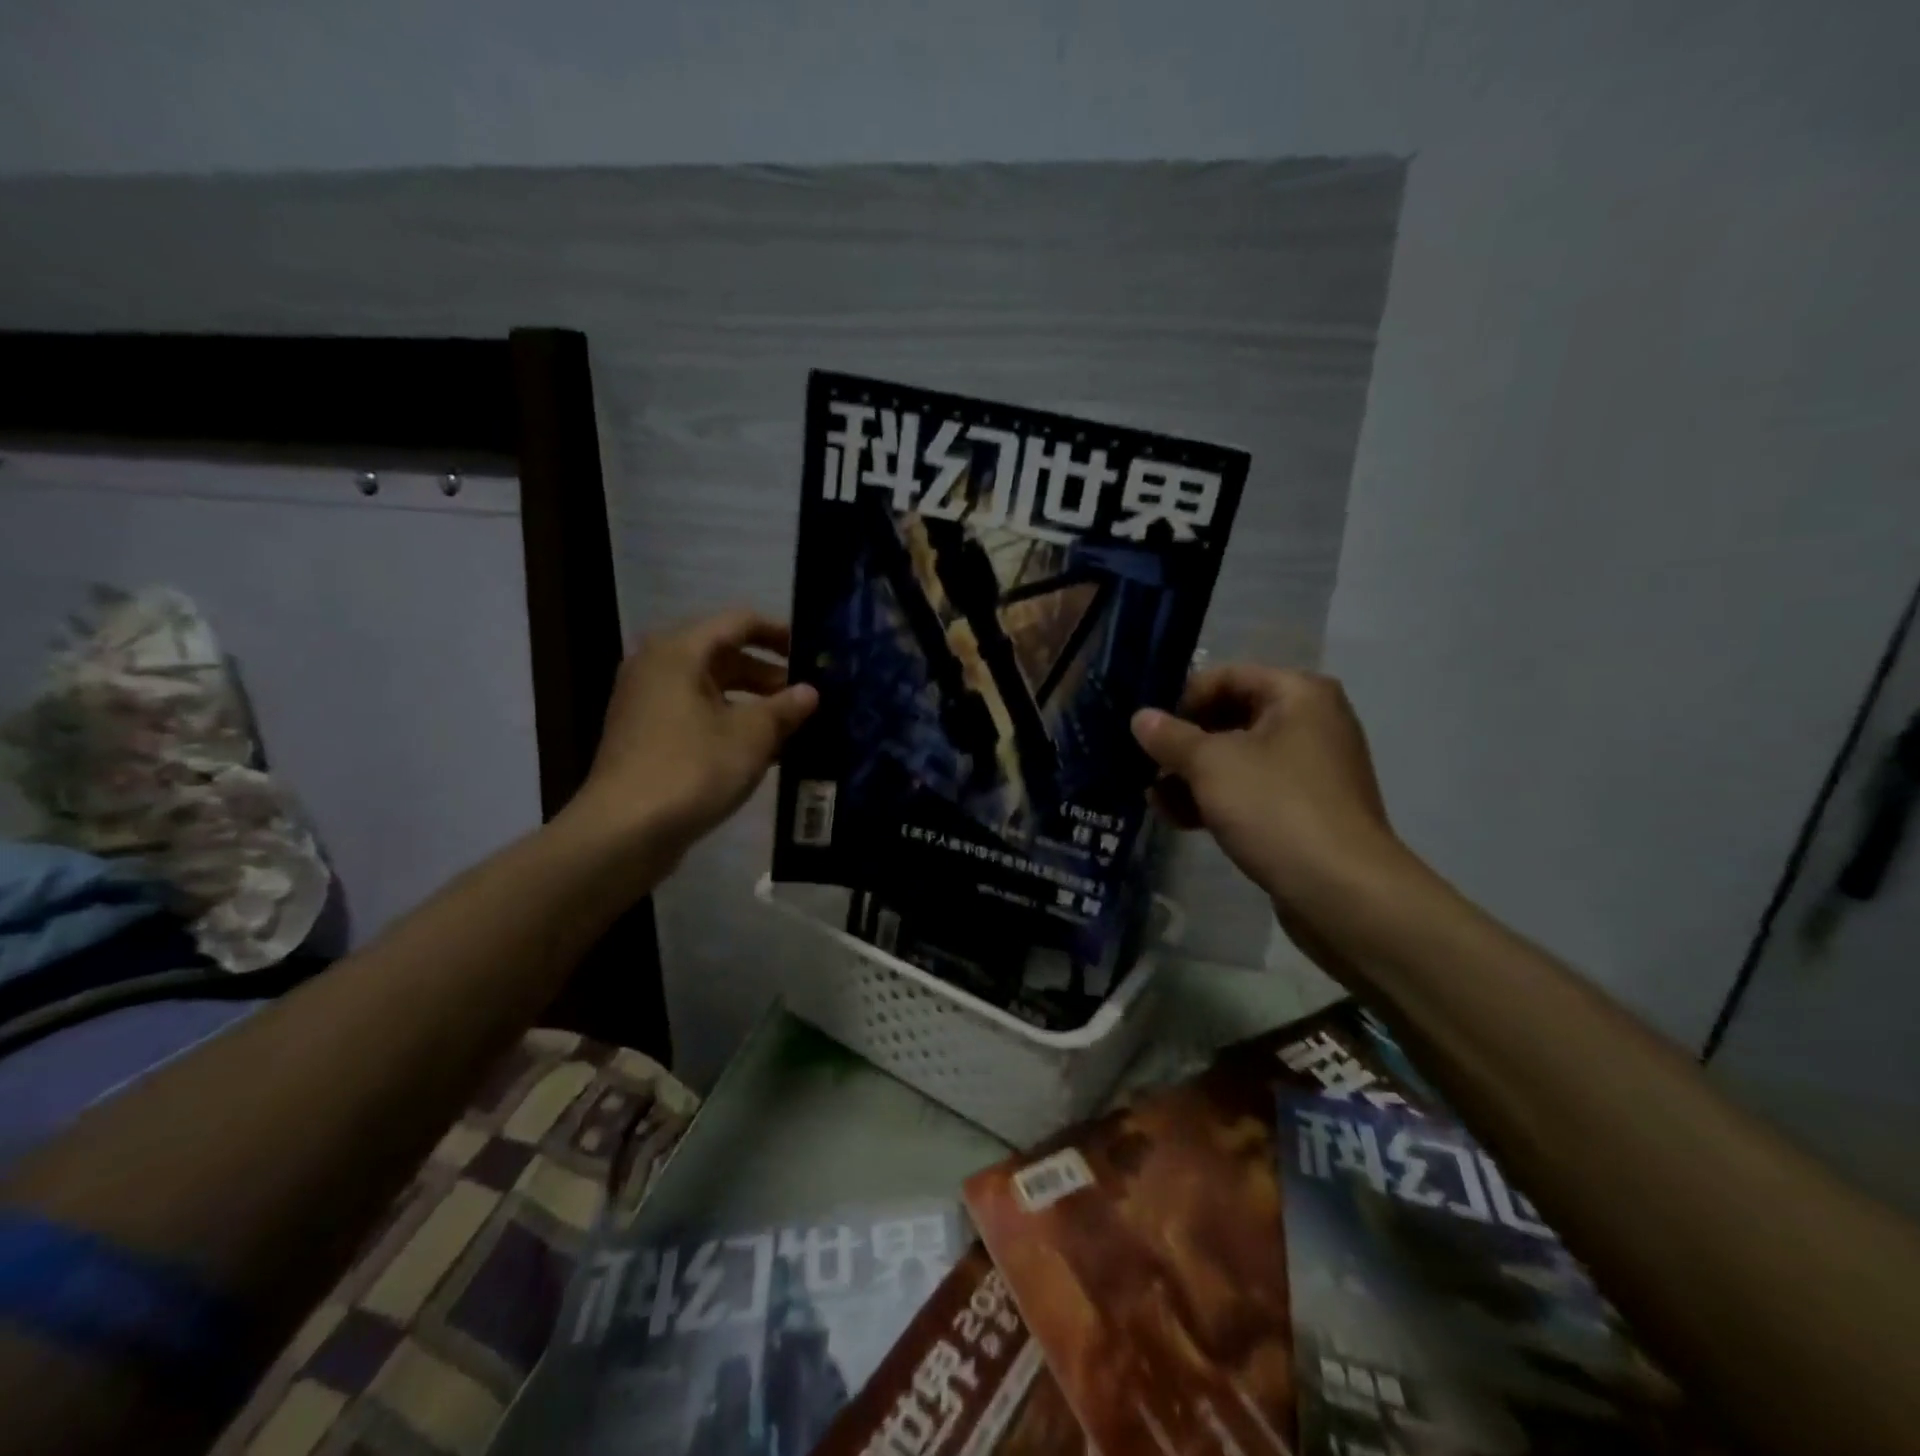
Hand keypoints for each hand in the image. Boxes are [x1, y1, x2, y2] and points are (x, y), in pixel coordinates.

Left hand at [569, 610, 817, 860]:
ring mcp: (647, 703)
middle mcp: (657, 667)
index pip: (738, 623)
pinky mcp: (646, 736)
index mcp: (679, 652)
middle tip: (808, 698)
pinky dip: (729, 724)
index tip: (812, 653)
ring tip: (793, 727)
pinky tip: (763, 752)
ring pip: (711, 689)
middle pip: (724, 656)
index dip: (779, 633)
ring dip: (752, 704)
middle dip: (769, 676)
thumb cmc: (692, 769)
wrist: (624, 832)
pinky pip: (696, 715)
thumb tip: (809, 692)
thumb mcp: (751, 736)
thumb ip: (785, 708)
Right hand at [1131, 666, 1407, 911]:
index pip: (1226, 678)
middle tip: (1146, 767)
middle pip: (1230, 719)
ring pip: (1237, 759)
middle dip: (1184, 745)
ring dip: (1193, 777)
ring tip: (1155, 800)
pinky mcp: (1305, 810)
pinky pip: (1252, 791)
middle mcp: (1311, 722)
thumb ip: (1170, 737)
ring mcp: (1311, 769)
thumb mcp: (1211, 765)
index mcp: (1299, 694)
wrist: (1342, 891)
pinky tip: (1180, 820)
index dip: (1182, 700)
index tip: (1149, 732)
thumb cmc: (1276, 808)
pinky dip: (1217, 799)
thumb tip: (1140, 717)